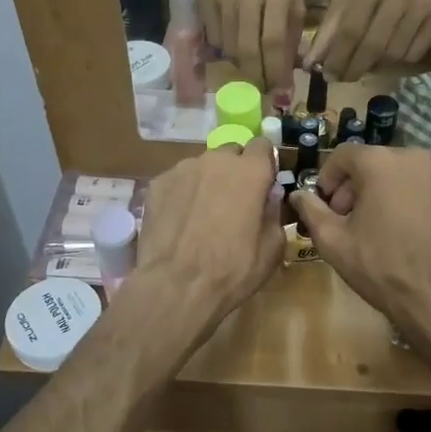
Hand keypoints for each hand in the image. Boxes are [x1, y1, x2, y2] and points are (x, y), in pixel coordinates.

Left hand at [133, 140, 283, 327]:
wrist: (176, 286)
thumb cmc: (233, 269)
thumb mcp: (272, 248)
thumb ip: (273, 212)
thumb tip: (268, 198)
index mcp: (251, 171)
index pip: (263, 145)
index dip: (265, 164)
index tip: (263, 184)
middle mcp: (216, 160)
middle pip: (231, 152)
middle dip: (236, 170)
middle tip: (234, 202)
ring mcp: (182, 169)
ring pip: (202, 166)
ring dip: (208, 182)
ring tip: (203, 215)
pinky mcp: (157, 184)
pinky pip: (178, 181)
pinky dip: (183, 194)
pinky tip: (180, 222)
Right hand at [200, 0, 303, 93]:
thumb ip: (293, 34)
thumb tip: (287, 72)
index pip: (274, 41)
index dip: (276, 71)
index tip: (281, 92)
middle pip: (247, 49)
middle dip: (257, 76)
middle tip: (263, 88)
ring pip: (229, 47)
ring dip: (241, 65)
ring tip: (251, 66)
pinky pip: (213, 37)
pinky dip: (224, 49)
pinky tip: (233, 45)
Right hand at [288, 145, 430, 346]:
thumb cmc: (379, 266)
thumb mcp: (332, 240)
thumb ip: (311, 210)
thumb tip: (298, 194)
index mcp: (380, 162)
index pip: (344, 156)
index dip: (328, 178)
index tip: (325, 205)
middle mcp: (413, 157)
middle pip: (374, 162)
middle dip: (356, 186)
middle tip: (348, 219)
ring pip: (401, 174)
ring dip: (385, 191)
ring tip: (380, 225)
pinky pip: (425, 187)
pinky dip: (412, 199)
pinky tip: (408, 229)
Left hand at [313, 0, 430, 79]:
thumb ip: (329, 28)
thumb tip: (312, 63)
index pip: (351, 29)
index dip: (337, 56)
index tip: (326, 74)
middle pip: (374, 45)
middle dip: (354, 67)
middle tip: (342, 78)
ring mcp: (424, 7)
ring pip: (393, 54)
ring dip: (374, 66)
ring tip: (364, 64)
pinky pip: (412, 56)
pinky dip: (395, 62)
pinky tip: (387, 55)